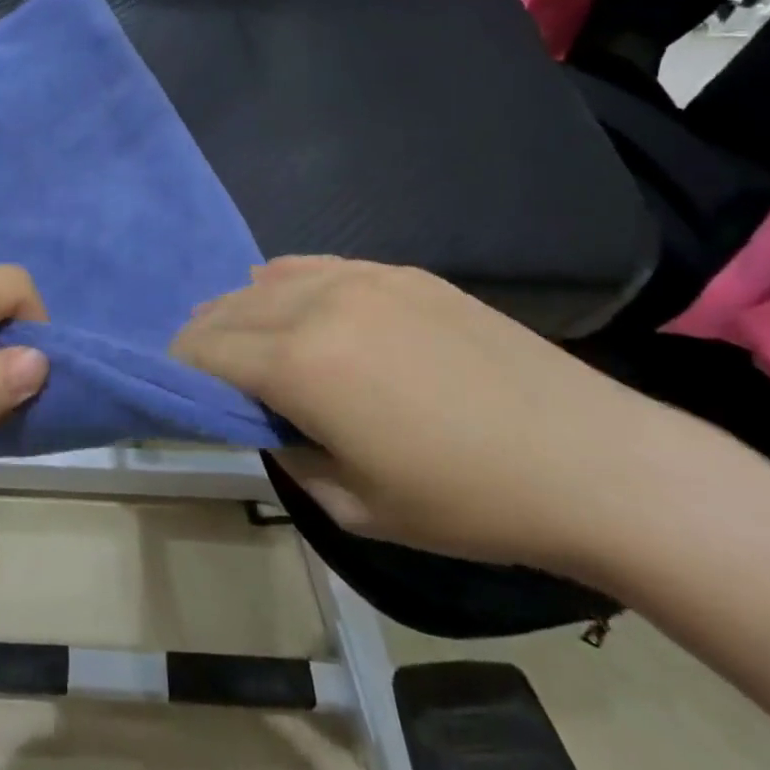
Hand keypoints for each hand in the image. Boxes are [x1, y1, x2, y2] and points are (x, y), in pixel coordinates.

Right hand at [173, 257, 681, 576]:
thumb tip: (267, 421)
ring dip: (243, 307)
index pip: (206, 350)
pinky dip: (288, 284)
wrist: (591, 461)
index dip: (181, 367)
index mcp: (301, 364)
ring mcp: (362, 278)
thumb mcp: (355, 504)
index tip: (177, 386)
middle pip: (229, 307)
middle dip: (204, 336)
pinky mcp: (399, 271)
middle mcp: (318, 303)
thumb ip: (288, 453)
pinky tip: (298, 305)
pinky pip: (318, 265)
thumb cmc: (467, 501)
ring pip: (268, 278)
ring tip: (247, 337)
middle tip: (205, 368)